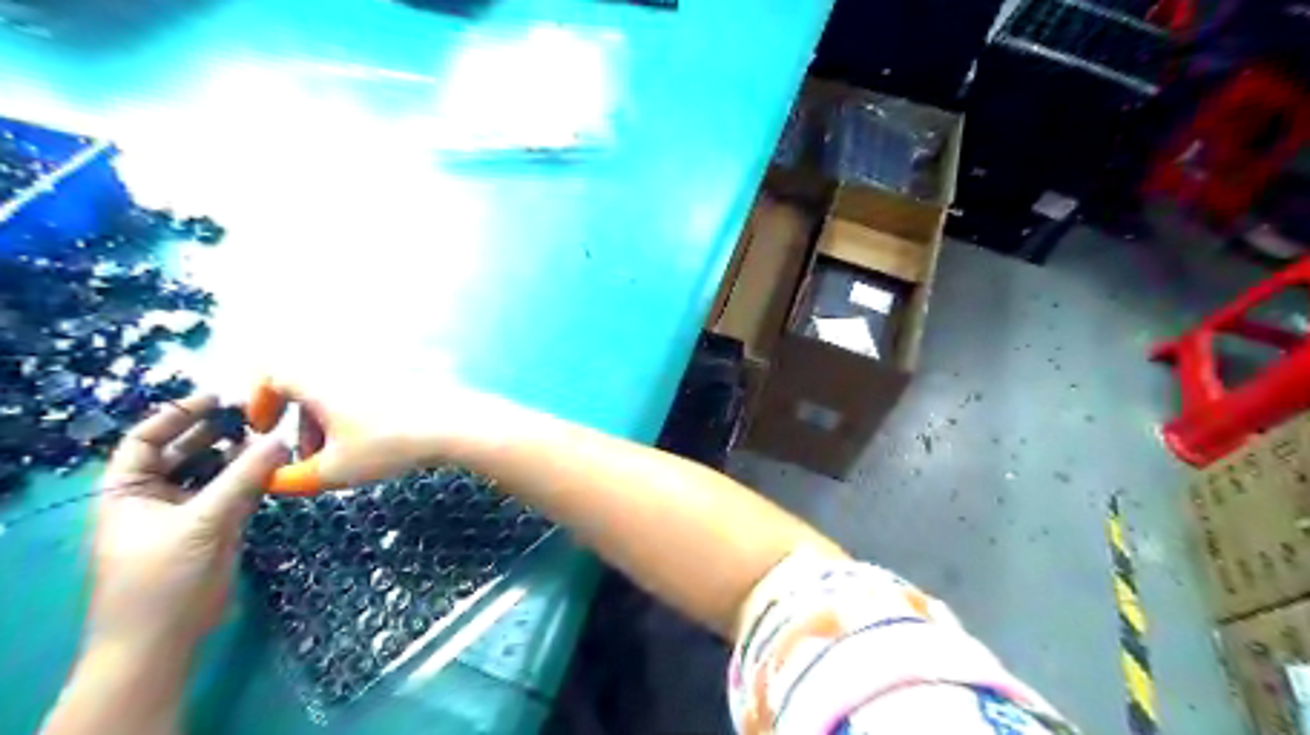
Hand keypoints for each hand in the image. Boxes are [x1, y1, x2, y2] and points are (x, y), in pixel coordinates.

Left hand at [89, 396, 288, 652]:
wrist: (165, 636)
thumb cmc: (162, 577)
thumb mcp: (201, 522)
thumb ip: (244, 478)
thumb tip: (281, 439)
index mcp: (128, 489)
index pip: (147, 439)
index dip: (178, 414)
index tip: (218, 397)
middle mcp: (157, 494)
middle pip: (185, 450)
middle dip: (217, 431)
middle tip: (256, 413)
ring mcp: (190, 509)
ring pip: (216, 469)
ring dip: (242, 453)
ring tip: (273, 434)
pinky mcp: (219, 524)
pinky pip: (238, 489)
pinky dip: (256, 475)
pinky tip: (278, 462)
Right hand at [245, 372, 522, 493]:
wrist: (454, 425)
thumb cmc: (388, 444)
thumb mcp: (333, 470)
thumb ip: (291, 479)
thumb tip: (270, 481)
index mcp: (318, 380)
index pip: (272, 375)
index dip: (259, 402)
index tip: (263, 430)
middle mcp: (344, 369)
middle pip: (307, 389)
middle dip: (300, 425)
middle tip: (308, 458)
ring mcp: (377, 373)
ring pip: (338, 395)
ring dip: (330, 426)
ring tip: (342, 460)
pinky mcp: (402, 382)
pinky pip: (365, 397)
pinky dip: (358, 420)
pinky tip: (374, 449)